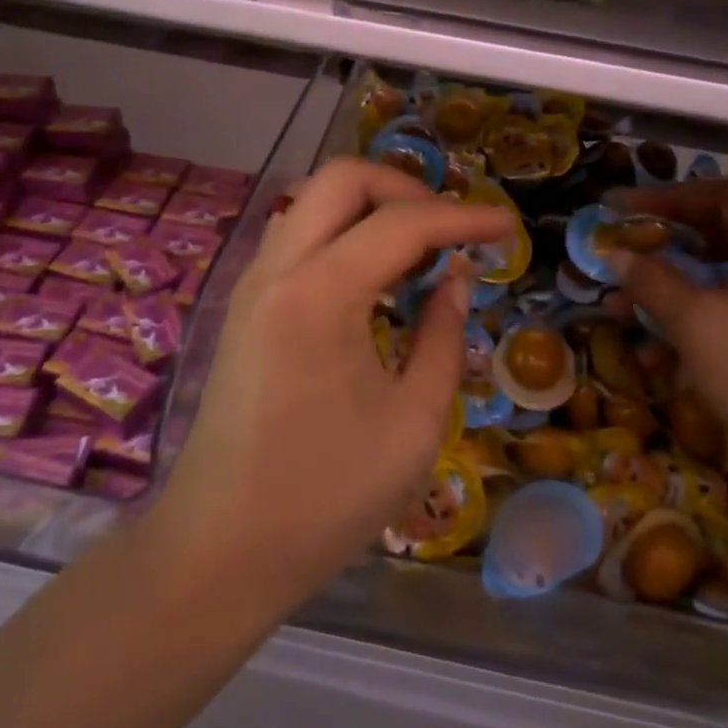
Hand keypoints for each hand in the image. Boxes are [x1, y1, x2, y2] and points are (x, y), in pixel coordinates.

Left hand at [150, 158, 517, 618]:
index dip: (464, 217)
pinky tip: (373, 278)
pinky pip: (297, 237)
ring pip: (312, 202)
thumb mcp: (414, 422)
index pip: (403, 222)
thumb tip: (457, 279)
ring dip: (369, 206)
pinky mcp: (243, 307)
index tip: (507, 227)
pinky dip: (341, 233)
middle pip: (341, 177)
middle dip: (405, 186)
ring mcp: (252, 284)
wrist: (219, 550)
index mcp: (320, 294)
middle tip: (450, 228)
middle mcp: (278, 269)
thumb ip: (444, 336)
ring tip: (418, 250)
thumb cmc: (326, 498)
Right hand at [606, 180, 727, 484]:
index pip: (718, 196)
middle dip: (664, 248)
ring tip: (623, 309)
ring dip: (671, 291)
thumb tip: (614, 254)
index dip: (663, 198)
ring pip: (722, 279)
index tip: (617, 208)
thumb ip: (651, 278)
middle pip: (719, 236)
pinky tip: (656, 353)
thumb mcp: (695, 319)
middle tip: (621, 253)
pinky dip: (695, 322)